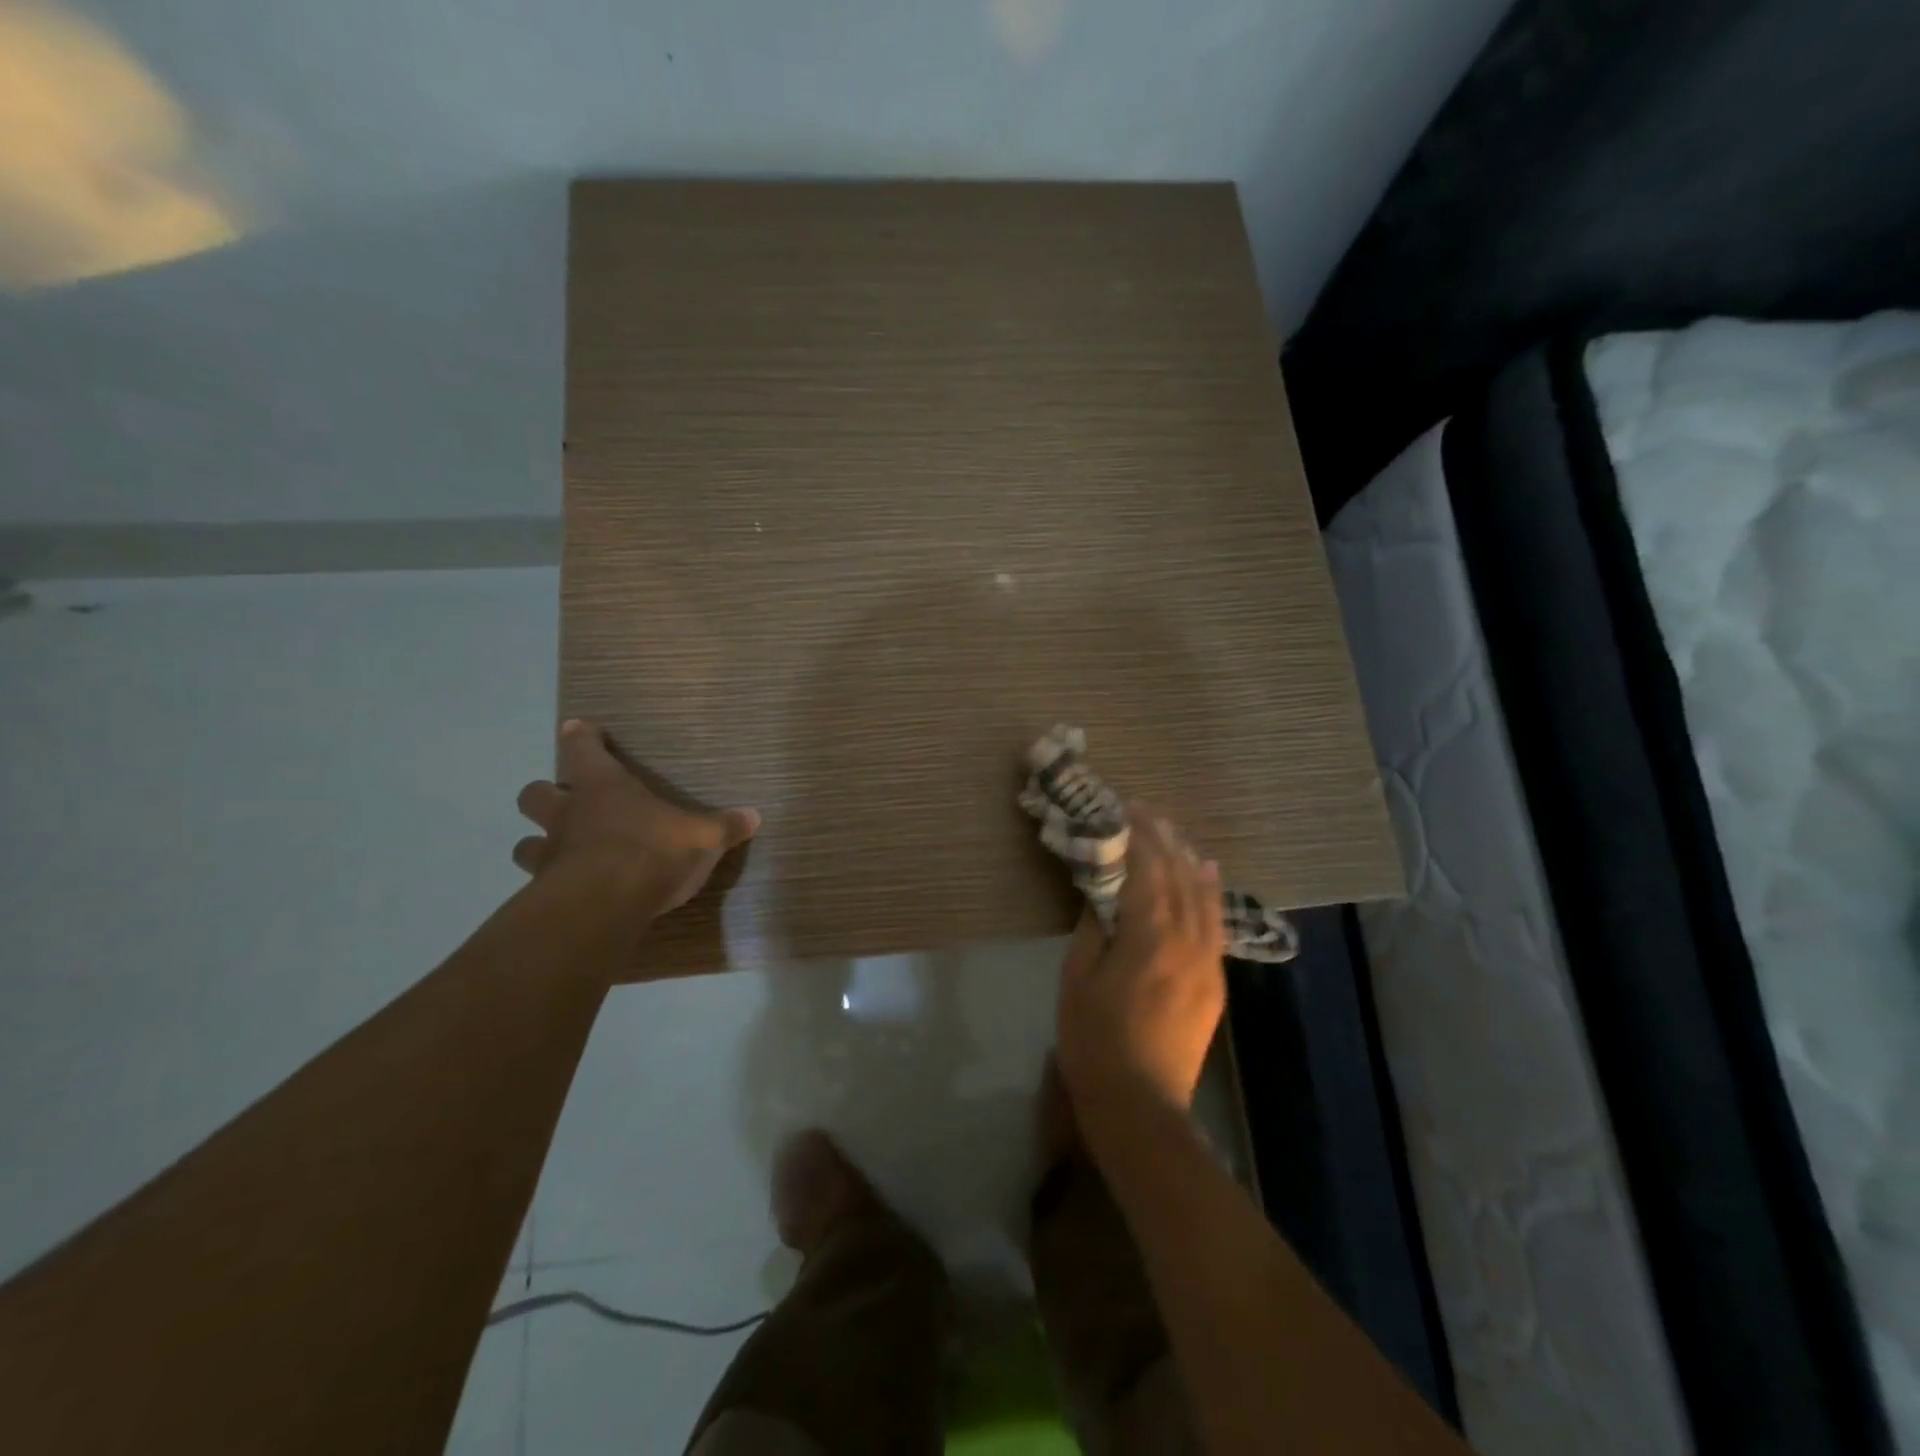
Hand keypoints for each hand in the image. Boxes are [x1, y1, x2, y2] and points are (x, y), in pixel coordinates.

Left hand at [511, 719, 759, 921]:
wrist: (605, 905)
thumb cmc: (652, 851)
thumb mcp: (702, 837)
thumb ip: (725, 827)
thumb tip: (754, 816)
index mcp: (603, 787)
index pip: (581, 748)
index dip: (581, 737)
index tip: (578, 729)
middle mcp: (568, 814)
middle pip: (535, 794)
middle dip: (545, 795)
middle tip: (566, 803)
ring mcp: (551, 855)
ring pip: (525, 844)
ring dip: (539, 845)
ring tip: (561, 854)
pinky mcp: (545, 894)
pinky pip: (539, 885)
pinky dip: (551, 887)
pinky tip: (571, 896)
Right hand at [1055, 811, 1226, 1125]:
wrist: (1142, 1106)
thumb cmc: (1094, 1041)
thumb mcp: (1077, 980)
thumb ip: (1093, 929)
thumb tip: (1103, 894)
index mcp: (1148, 937)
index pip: (1147, 870)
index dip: (1136, 836)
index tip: (1123, 808)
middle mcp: (1186, 940)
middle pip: (1178, 875)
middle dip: (1161, 838)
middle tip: (1144, 810)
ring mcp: (1207, 961)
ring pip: (1203, 895)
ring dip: (1186, 858)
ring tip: (1172, 831)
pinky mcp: (1215, 982)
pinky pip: (1216, 922)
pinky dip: (1210, 890)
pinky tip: (1206, 872)